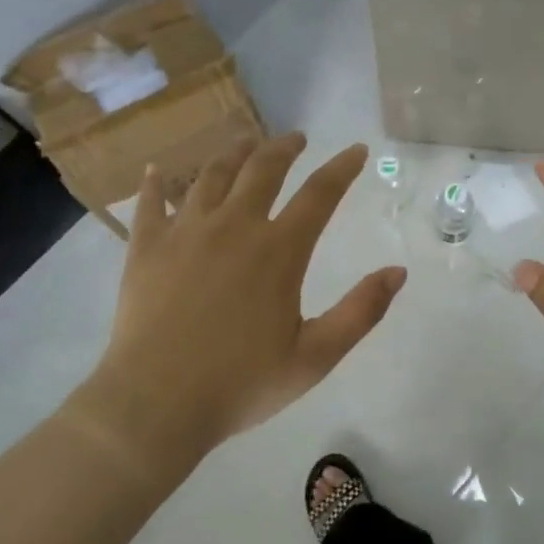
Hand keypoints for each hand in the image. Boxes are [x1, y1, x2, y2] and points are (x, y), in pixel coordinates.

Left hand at [76, 134, 405, 469]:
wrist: (155, 404)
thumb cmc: (241, 384)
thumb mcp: (315, 357)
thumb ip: (361, 312)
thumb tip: (398, 272)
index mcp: (278, 251)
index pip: (319, 194)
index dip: (341, 168)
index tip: (355, 150)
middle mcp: (233, 227)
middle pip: (262, 169)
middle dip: (284, 148)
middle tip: (296, 138)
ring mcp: (185, 232)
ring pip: (211, 175)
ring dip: (233, 153)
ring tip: (245, 143)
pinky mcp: (146, 247)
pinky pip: (150, 202)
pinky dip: (156, 182)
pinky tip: (158, 169)